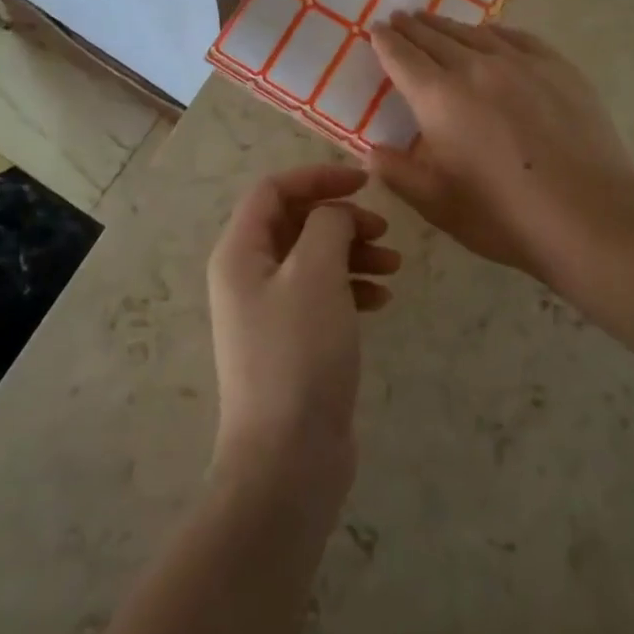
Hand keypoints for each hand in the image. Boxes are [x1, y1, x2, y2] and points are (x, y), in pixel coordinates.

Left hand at [206, 165, 400, 506]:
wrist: (288, 456)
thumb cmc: (299, 352)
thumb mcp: (317, 273)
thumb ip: (328, 225)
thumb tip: (336, 213)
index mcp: (240, 252)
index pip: (273, 190)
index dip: (318, 176)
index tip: (364, 183)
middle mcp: (248, 275)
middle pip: (295, 223)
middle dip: (340, 218)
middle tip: (382, 230)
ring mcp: (269, 311)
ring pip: (313, 259)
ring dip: (352, 252)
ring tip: (392, 266)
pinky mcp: (292, 340)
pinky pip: (322, 295)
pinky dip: (351, 287)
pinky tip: (382, 300)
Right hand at [368, 12, 633, 285]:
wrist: (589, 213)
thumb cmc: (503, 215)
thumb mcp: (436, 204)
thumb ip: (397, 173)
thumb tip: (370, 150)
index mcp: (439, 98)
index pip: (402, 58)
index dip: (386, 42)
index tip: (376, 30)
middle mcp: (475, 68)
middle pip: (435, 37)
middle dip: (412, 27)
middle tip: (399, 18)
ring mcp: (520, 63)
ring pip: (474, 33)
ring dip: (448, 25)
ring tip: (434, 21)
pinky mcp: (557, 68)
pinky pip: (516, 37)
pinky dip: (493, 32)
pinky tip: (491, 34)